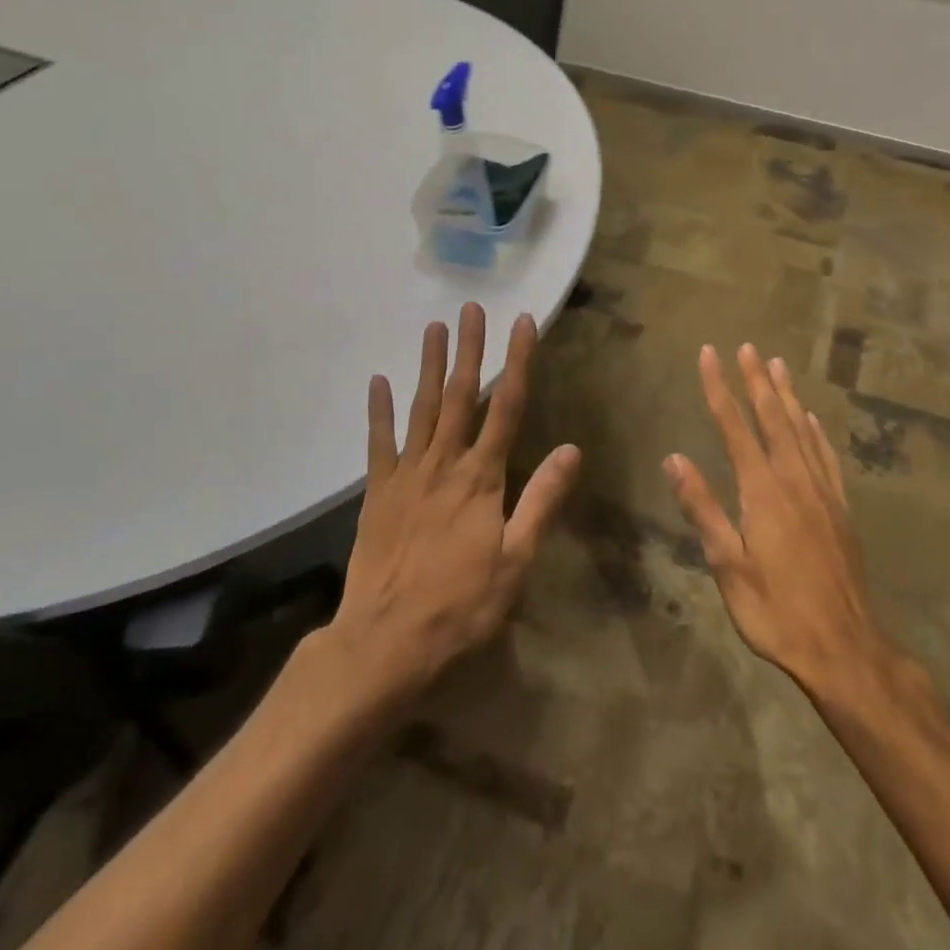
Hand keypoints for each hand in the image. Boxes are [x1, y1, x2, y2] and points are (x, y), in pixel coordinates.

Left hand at [331, 303, 580, 699]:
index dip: (517, 361)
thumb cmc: (461, 605)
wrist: (385, 642)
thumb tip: (572, 449)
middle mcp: (444, 464)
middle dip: (469, 349)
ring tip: (434, 328)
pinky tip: (379, 382)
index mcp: (482, 478)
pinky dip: (379, 411)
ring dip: (429, 366)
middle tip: (472, 308)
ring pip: (422, 409)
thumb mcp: (516, 560)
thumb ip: (542, 500)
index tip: (523, 323)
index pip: (507, 407)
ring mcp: (407, 475)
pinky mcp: (378, 493)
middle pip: (461, 396)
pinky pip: (379, 443)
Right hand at [667, 344, 894, 697]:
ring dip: (788, 396)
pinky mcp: (840, 509)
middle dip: (757, 380)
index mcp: (763, 491)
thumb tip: (675, 459)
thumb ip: (703, 509)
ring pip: (802, 430)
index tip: (709, 354)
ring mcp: (822, 493)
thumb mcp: (728, 566)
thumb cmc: (776, 610)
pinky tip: (812, 419)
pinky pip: (827, 457)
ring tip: (779, 365)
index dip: (720, 388)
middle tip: (748, 346)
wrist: (844, 647)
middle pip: (773, 418)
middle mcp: (794, 480)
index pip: (735, 427)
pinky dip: (817, 431)